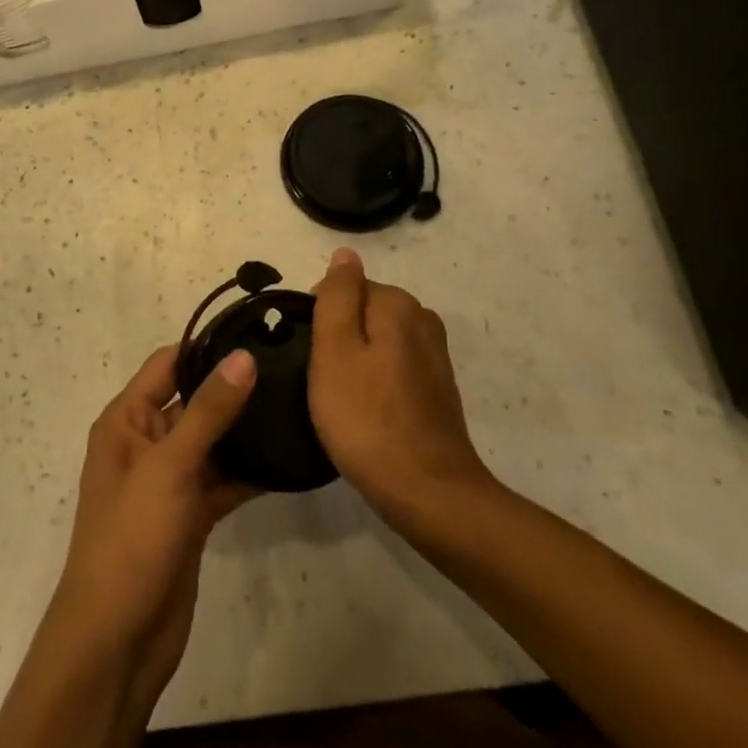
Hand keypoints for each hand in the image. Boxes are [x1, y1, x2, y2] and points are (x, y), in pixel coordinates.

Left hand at [49, 345, 257, 709]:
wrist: (117, 642)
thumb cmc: (131, 538)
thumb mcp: (170, 466)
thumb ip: (209, 410)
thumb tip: (243, 355)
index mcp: (126, 420)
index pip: (167, 364)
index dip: (206, 348)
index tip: (255, 334)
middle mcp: (145, 442)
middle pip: (193, 400)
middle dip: (233, 388)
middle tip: (288, 369)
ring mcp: (168, 481)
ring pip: (211, 441)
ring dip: (244, 431)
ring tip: (295, 407)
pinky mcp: (189, 515)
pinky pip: (221, 480)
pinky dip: (247, 472)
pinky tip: (285, 461)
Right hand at [308, 248, 495, 531]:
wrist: (428, 493)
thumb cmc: (367, 418)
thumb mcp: (335, 349)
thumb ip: (338, 296)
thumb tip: (345, 253)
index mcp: (397, 304)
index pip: (345, 287)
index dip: (319, 317)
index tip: (310, 354)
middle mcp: (422, 320)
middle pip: (363, 312)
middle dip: (339, 337)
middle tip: (321, 379)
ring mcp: (434, 356)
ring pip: (378, 340)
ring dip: (357, 360)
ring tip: (340, 398)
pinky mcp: (438, 389)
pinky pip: (394, 367)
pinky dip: (377, 381)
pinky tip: (367, 411)